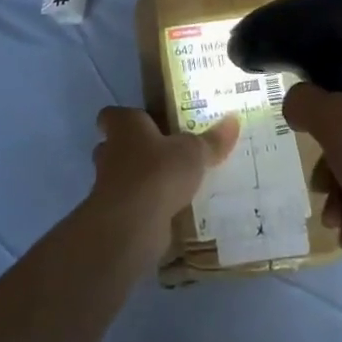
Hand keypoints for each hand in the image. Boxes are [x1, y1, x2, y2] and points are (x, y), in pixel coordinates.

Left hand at [89, 107, 239, 236]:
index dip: (125, 119)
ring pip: (123, 178)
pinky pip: (132, 207)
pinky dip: (147, 209)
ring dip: (142, 181)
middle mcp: (110, 153)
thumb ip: (212, 140)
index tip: (144, 123)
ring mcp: (107, 188)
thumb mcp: (194, 152)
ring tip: (173, 185)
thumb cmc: (158, 172)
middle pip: (114, 147)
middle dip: (135, 151)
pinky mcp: (115, 217)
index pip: (111, 116)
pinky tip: (171, 212)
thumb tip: (234, 120)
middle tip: (164, 153)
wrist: (131, 225)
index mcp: (125, 128)